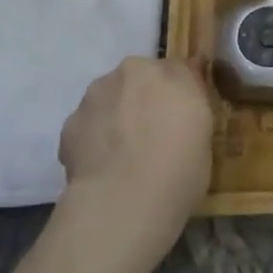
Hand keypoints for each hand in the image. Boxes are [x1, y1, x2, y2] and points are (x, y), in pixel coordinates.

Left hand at [55, 56, 214, 272]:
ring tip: (124, 156)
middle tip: (154, 135)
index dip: (180, 95)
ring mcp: (94, 97)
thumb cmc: (180, 167)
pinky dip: (94, 139)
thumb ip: (192, 104)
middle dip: (144, 100)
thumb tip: (187, 91)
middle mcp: (129, 73)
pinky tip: (103, 167)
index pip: (178, 71)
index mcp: (169, 72)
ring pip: (109, 100)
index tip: (182, 118)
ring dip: (116, 116)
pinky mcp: (68, 125)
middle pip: (139, 80)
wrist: (124, 201)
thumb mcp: (204, 133)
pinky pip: (88, 126)